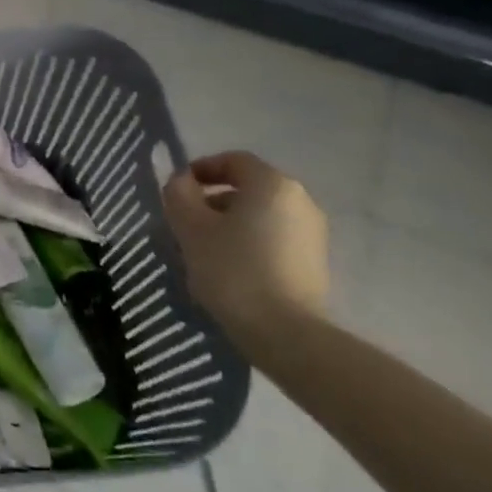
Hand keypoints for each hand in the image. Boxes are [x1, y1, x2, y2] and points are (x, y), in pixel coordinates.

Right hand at [161, 151, 329, 359]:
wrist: (285, 331)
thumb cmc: (232, 269)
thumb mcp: (191, 227)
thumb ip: (180, 195)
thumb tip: (181, 181)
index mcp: (271, 184)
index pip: (233, 160)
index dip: (201, 168)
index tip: (177, 190)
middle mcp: (299, 200)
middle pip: (248, 187)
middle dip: (213, 199)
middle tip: (185, 221)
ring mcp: (312, 232)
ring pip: (261, 213)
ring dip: (230, 222)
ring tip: (204, 247)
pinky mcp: (315, 261)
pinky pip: (274, 236)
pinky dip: (249, 240)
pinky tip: (229, 266)